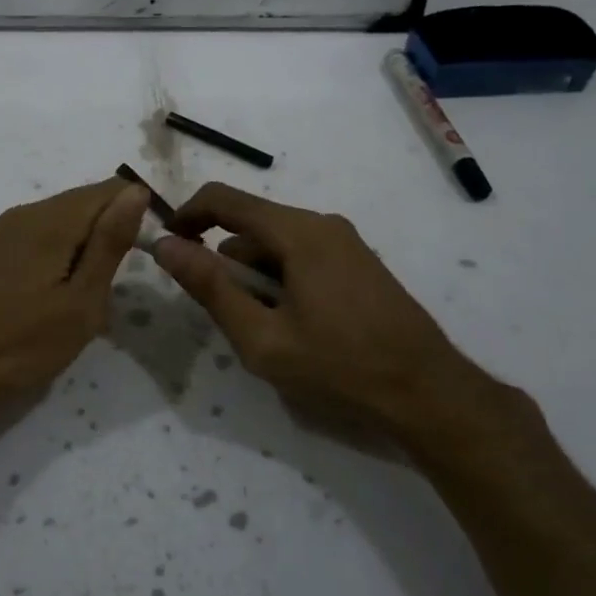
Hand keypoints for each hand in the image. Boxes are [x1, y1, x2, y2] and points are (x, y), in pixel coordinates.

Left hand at [0, 177, 150, 432]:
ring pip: (63, 223)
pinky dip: (61, 258)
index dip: (136, 213)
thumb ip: (109, 243)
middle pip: (85, 204)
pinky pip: (41, 239)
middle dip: (109, 235)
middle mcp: (25, 213)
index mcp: (50, 220)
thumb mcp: (80, 302)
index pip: (109, 190)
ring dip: (85, 250)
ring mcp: (4, 232)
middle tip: (112, 289)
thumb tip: (136, 191)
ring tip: (87, 299)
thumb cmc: (20, 345)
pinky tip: (57, 298)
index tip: (144, 256)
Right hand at [151, 182, 526, 463]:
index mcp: (298, 232)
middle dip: (224, 263)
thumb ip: (210, 288)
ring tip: (265, 332)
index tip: (166, 248)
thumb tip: (164, 246)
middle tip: (224, 316)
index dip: (185, 216)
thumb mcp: (262, 337)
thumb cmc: (340, 367)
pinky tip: (294, 328)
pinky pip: (301, 257)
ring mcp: (345, 243)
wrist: (431, 396)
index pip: (223, 199)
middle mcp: (322, 224)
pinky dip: (281, 282)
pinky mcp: (358, 264)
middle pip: (250, 226)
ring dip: (254, 278)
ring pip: (276, 245)